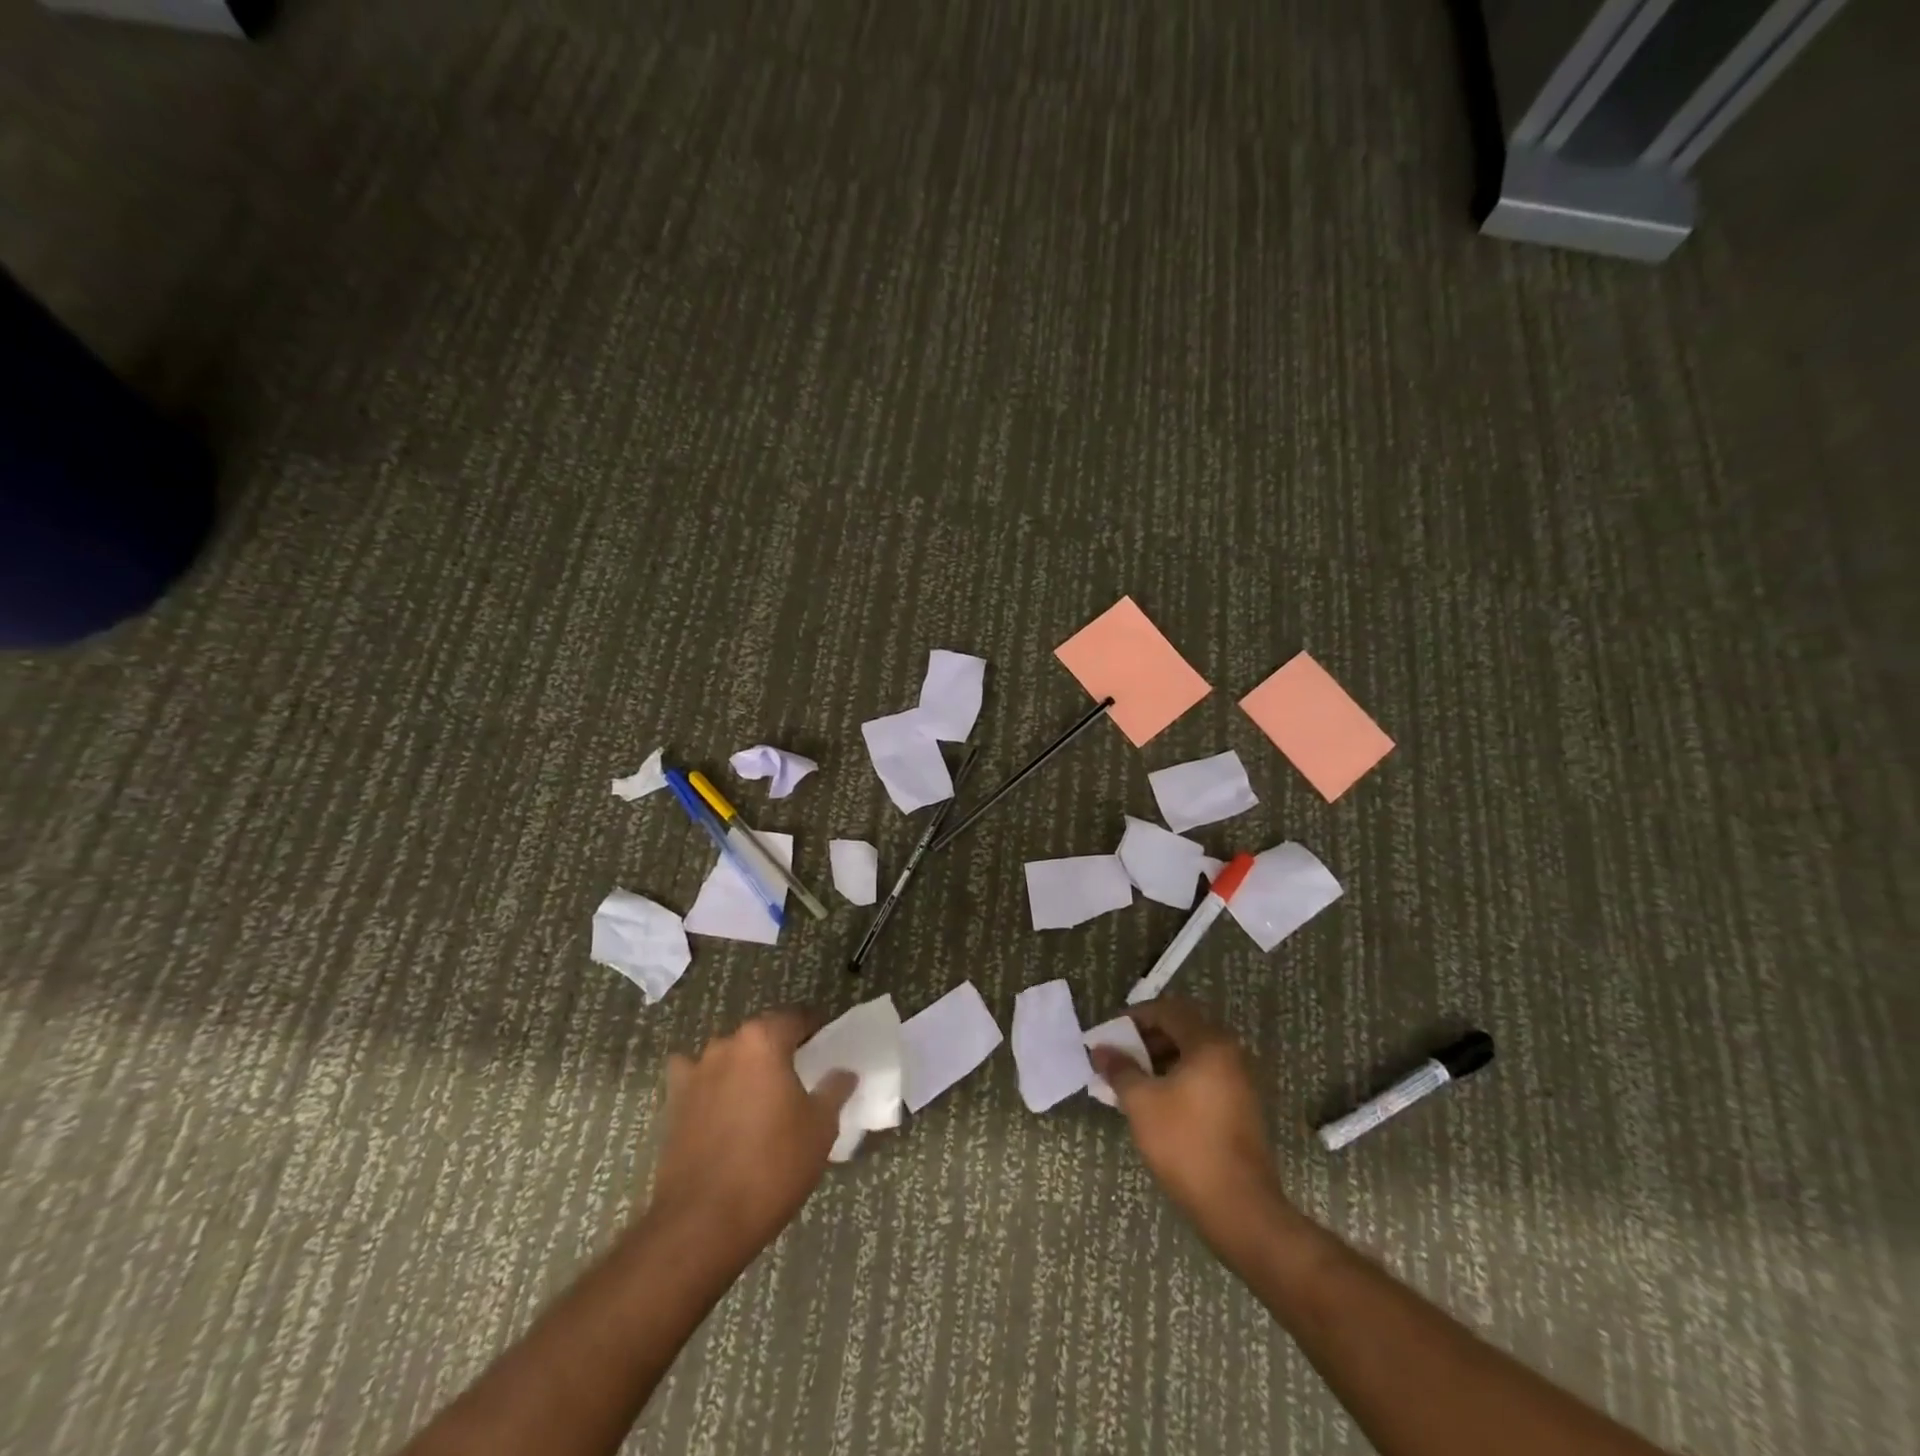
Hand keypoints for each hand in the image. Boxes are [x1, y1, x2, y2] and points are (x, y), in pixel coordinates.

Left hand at [645, 1009, 856, 1257]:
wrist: (703, 1222)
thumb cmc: (773, 1166)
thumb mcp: (821, 1127)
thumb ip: (834, 1089)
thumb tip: (843, 1072)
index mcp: (763, 1040)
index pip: (796, 1018)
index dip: (815, 1030)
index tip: (828, 1047)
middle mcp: (726, 1045)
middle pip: (761, 1034)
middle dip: (780, 1048)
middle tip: (801, 1075)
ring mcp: (695, 1072)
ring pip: (729, 1056)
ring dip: (746, 1066)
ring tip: (762, 1097)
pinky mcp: (673, 1103)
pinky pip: (696, 1079)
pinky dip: (709, 1084)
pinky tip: (718, 1104)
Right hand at [1092, 997, 1293, 1253]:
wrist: (1239, 1208)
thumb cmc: (1185, 1144)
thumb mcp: (1141, 1102)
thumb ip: (1120, 1069)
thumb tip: (1101, 1049)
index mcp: (1209, 1043)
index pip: (1168, 1010)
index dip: (1134, 1018)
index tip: (1110, 1035)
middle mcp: (1230, 1054)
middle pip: (1182, 1030)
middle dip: (1146, 1040)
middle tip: (1118, 1058)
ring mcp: (1239, 1082)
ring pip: (1193, 1056)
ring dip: (1160, 1061)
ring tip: (1131, 1082)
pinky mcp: (1241, 1108)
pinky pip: (1204, 1078)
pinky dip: (1178, 1080)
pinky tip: (1156, 1103)